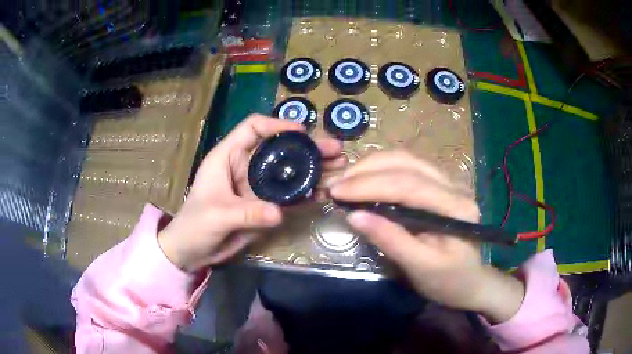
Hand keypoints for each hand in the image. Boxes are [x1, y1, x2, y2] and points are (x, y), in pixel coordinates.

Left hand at [158, 115, 344, 272]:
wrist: (192, 252)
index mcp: (227, 157)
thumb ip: (247, 213)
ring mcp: (257, 186)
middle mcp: (245, 166)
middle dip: (308, 149)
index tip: (302, 132)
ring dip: (314, 170)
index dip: (277, 125)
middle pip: (280, 149)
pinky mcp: (264, 205)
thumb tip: (279, 213)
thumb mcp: (216, 216)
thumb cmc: (194, 225)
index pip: (253, 128)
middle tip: (336, 151)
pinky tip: (326, 193)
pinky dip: (307, 194)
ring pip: (289, 172)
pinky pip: (288, 196)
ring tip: (340, 169)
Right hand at [329, 151, 523, 322]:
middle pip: (407, 164)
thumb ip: (390, 240)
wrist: (471, 282)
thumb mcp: (420, 267)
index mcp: (456, 207)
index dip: (369, 185)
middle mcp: (455, 186)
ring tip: (347, 180)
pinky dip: (383, 169)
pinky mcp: (440, 185)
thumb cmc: (449, 281)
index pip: (409, 185)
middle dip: (367, 170)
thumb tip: (354, 216)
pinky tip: (367, 179)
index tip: (337, 192)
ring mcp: (449, 182)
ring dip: (373, 165)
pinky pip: (408, 167)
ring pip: (407, 159)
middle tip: (337, 184)